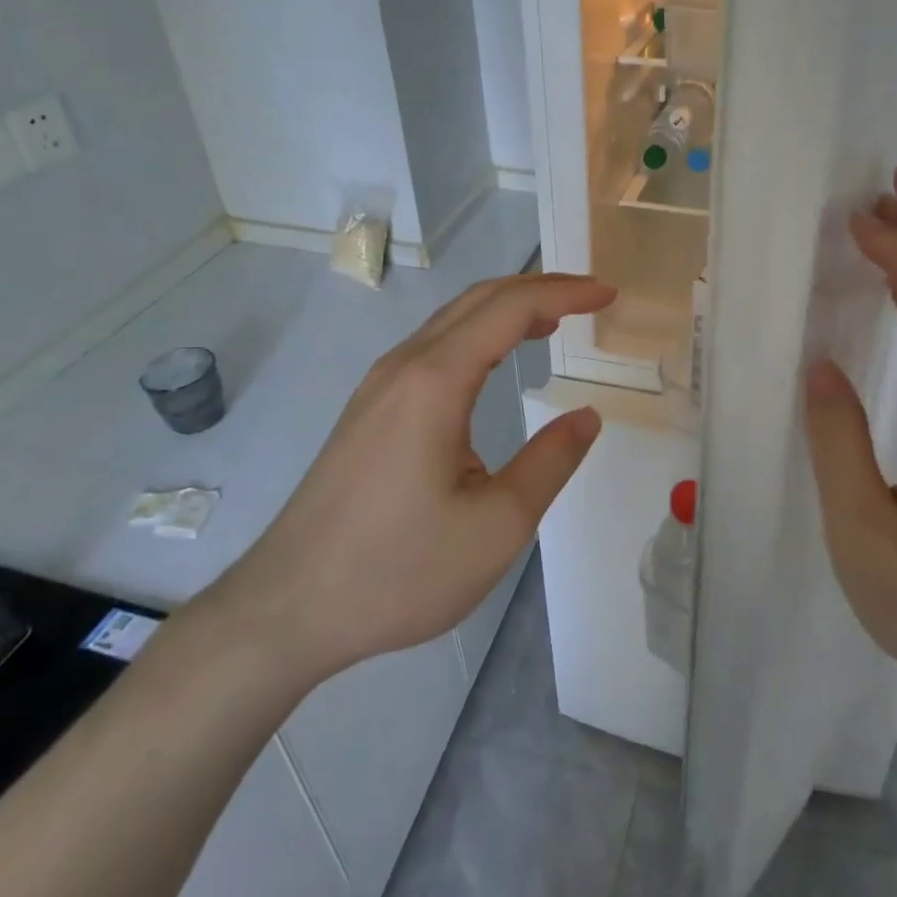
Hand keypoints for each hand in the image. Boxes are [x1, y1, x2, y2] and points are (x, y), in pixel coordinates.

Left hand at [197, 273, 612, 692]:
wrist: (288, 608)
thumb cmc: (398, 570)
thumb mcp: (497, 525)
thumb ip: (550, 461)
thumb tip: (587, 416)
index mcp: (436, 381)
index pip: (511, 308)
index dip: (565, 293)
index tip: (608, 295)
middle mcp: (404, 366)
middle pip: (479, 299)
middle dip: (539, 288)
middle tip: (589, 298)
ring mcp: (379, 385)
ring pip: (452, 319)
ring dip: (506, 308)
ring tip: (553, 320)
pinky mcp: (368, 409)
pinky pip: (433, 346)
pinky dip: (477, 334)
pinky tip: (494, 360)